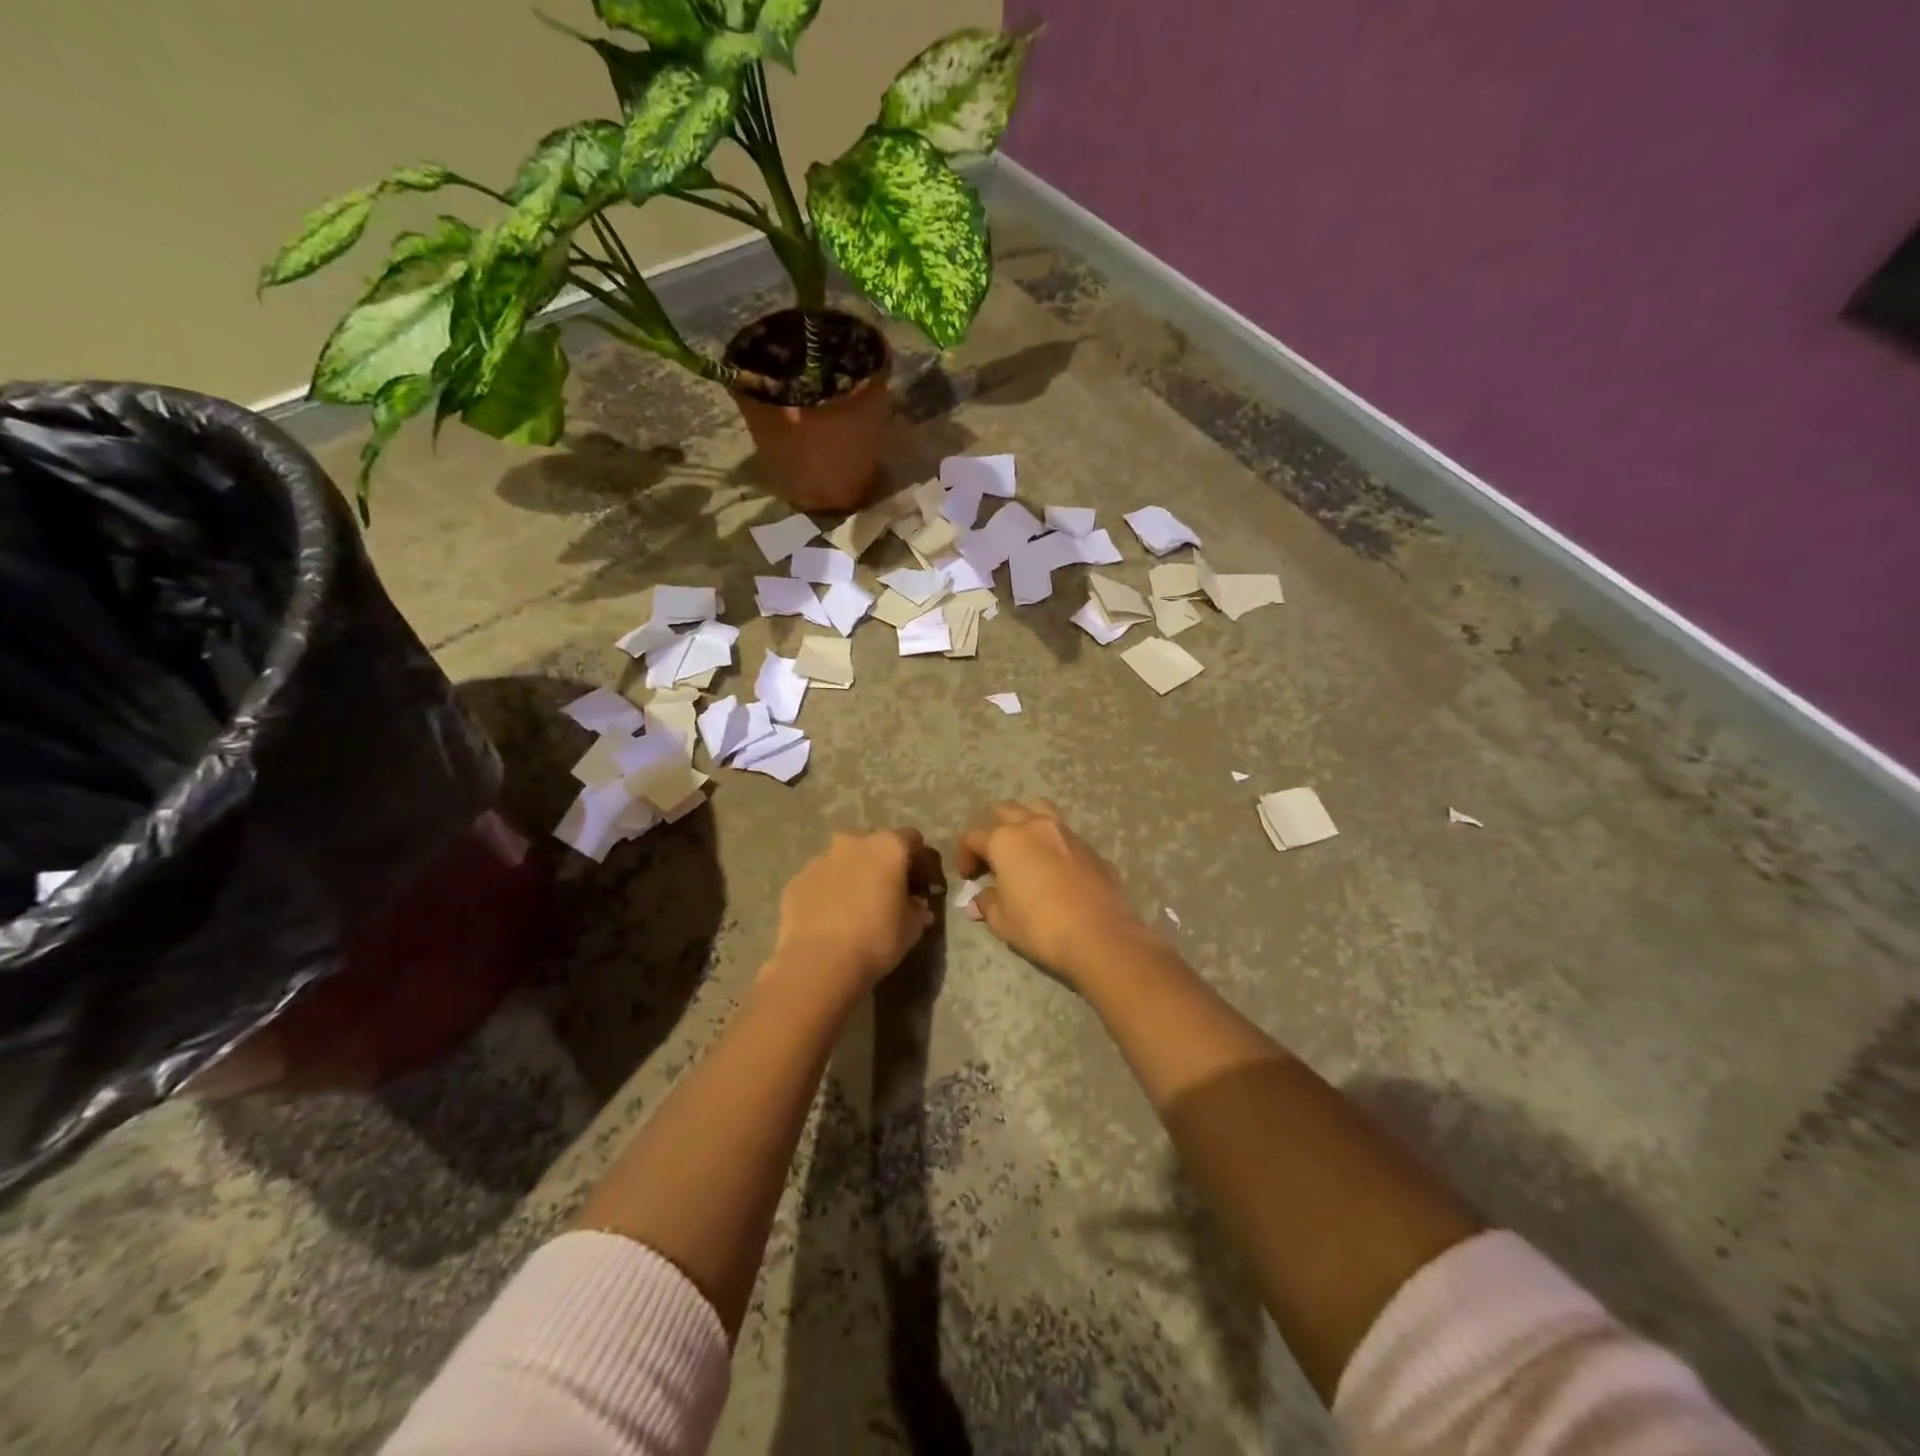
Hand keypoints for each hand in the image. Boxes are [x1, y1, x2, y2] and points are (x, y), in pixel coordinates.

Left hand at [767, 828, 941, 992]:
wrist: (818, 962)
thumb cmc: (876, 939)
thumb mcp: (911, 928)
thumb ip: (917, 910)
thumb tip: (917, 906)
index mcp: (887, 847)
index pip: (912, 840)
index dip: (920, 862)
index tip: (921, 887)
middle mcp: (853, 842)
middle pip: (874, 845)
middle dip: (882, 865)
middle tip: (887, 894)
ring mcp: (820, 859)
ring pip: (843, 860)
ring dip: (852, 876)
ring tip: (855, 908)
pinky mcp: (796, 880)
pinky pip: (820, 880)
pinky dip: (828, 891)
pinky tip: (830, 918)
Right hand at [956, 800, 1148, 985]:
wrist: (1100, 936)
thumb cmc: (1041, 927)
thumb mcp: (1003, 920)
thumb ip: (987, 903)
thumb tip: (978, 900)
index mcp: (1006, 839)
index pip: (974, 835)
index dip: (964, 855)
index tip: (968, 878)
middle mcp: (1034, 826)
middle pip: (1005, 811)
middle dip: (992, 830)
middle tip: (992, 859)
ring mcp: (1065, 832)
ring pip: (1037, 809)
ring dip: (1024, 823)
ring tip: (1023, 849)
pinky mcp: (1089, 846)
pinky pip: (1062, 833)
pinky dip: (1050, 842)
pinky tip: (1052, 868)